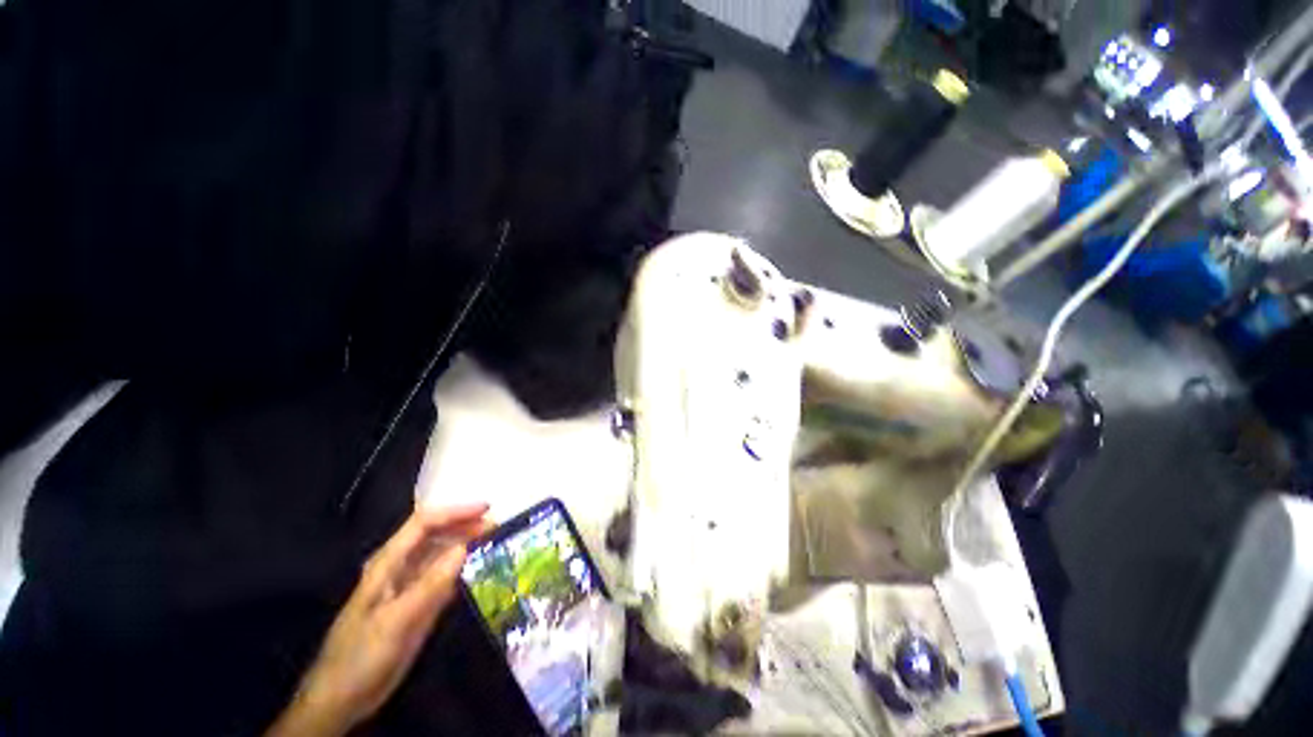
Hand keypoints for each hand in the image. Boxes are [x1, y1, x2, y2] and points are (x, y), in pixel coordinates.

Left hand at [267, 504, 492, 736]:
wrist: (340, 699)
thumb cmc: (362, 656)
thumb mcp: (397, 621)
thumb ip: (430, 584)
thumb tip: (464, 548)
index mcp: (388, 563)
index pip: (424, 523)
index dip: (456, 511)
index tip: (488, 509)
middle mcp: (399, 568)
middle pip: (434, 534)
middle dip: (465, 524)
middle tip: (497, 526)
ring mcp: (407, 586)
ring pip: (439, 554)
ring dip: (465, 543)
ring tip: (493, 542)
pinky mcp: (414, 605)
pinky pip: (441, 577)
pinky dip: (460, 568)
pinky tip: (477, 569)